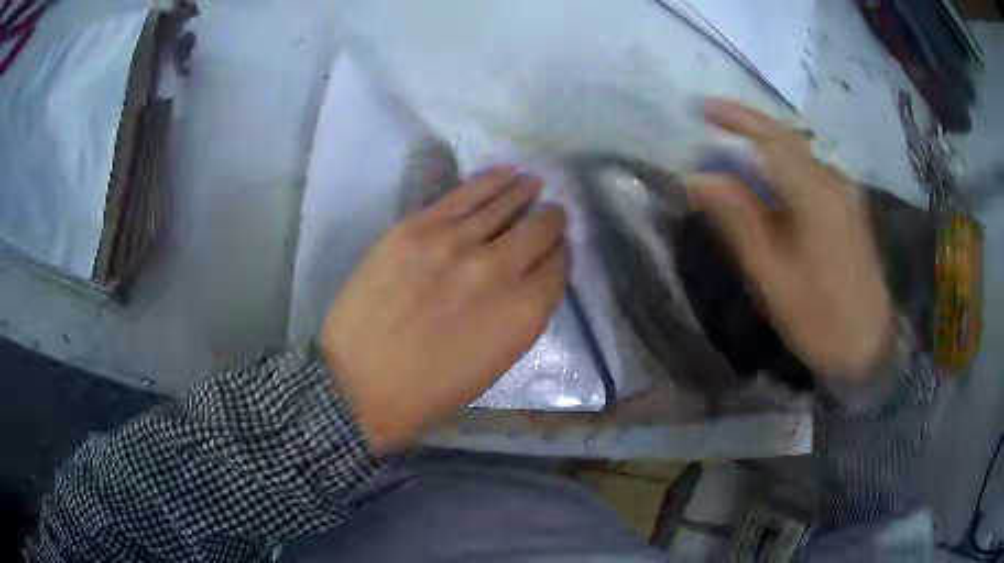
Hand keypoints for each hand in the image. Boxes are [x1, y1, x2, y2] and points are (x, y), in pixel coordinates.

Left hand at [321, 168, 567, 452]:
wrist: (358, 382)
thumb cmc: (431, 390)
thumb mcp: (496, 361)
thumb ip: (521, 312)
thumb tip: (532, 273)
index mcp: (524, 313)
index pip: (559, 264)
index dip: (560, 252)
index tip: (554, 248)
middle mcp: (499, 270)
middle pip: (541, 227)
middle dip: (551, 220)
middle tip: (549, 214)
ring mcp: (455, 242)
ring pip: (506, 201)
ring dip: (526, 191)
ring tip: (532, 184)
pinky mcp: (418, 226)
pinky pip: (466, 192)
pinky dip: (493, 181)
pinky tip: (506, 174)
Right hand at [686, 99, 891, 376]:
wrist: (867, 344)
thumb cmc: (818, 319)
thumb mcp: (771, 276)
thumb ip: (738, 220)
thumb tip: (698, 180)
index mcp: (815, 198)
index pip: (771, 140)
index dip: (735, 118)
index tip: (701, 108)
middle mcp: (833, 183)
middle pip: (786, 139)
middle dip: (748, 125)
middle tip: (712, 120)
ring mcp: (845, 192)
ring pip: (799, 153)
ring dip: (764, 146)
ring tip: (734, 155)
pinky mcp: (849, 203)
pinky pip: (811, 170)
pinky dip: (784, 166)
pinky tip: (769, 182)